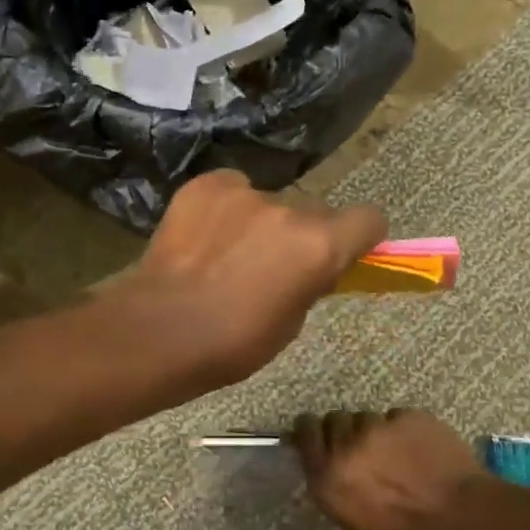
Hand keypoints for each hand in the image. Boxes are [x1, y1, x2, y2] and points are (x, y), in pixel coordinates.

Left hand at [117, 171, 386, 386]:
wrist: (160, 329)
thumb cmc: (233, 344)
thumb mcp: (291, 323)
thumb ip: (310, 282)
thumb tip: (310, 268)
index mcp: (320, 245)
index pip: (369, 218)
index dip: (359, 237)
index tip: (343, 254)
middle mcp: (289, 209)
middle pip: (314, 211)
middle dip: (302, 234)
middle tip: (273, 264)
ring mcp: (244, 192)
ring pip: (268, 202)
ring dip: (259, 223)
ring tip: (225, 254)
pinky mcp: (205, 185)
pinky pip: (229, 190)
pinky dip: (223, 209)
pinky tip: (201, 237)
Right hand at [292, 409, 485, 529]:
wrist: (464, 523)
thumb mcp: (356, 520)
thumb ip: (337, 484)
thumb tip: (334, 465)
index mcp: (328, 478)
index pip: (305, 432)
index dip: (313, 430)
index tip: (322, 436)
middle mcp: (345, 446)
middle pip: (335, 419)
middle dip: (347, 431)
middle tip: (367, 450)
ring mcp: (377, 427)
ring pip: (368, 417)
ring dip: (378, 431)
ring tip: (400, 454)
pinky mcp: (407, 416)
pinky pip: (398, 417)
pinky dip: (406, 430)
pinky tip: (423, 451)